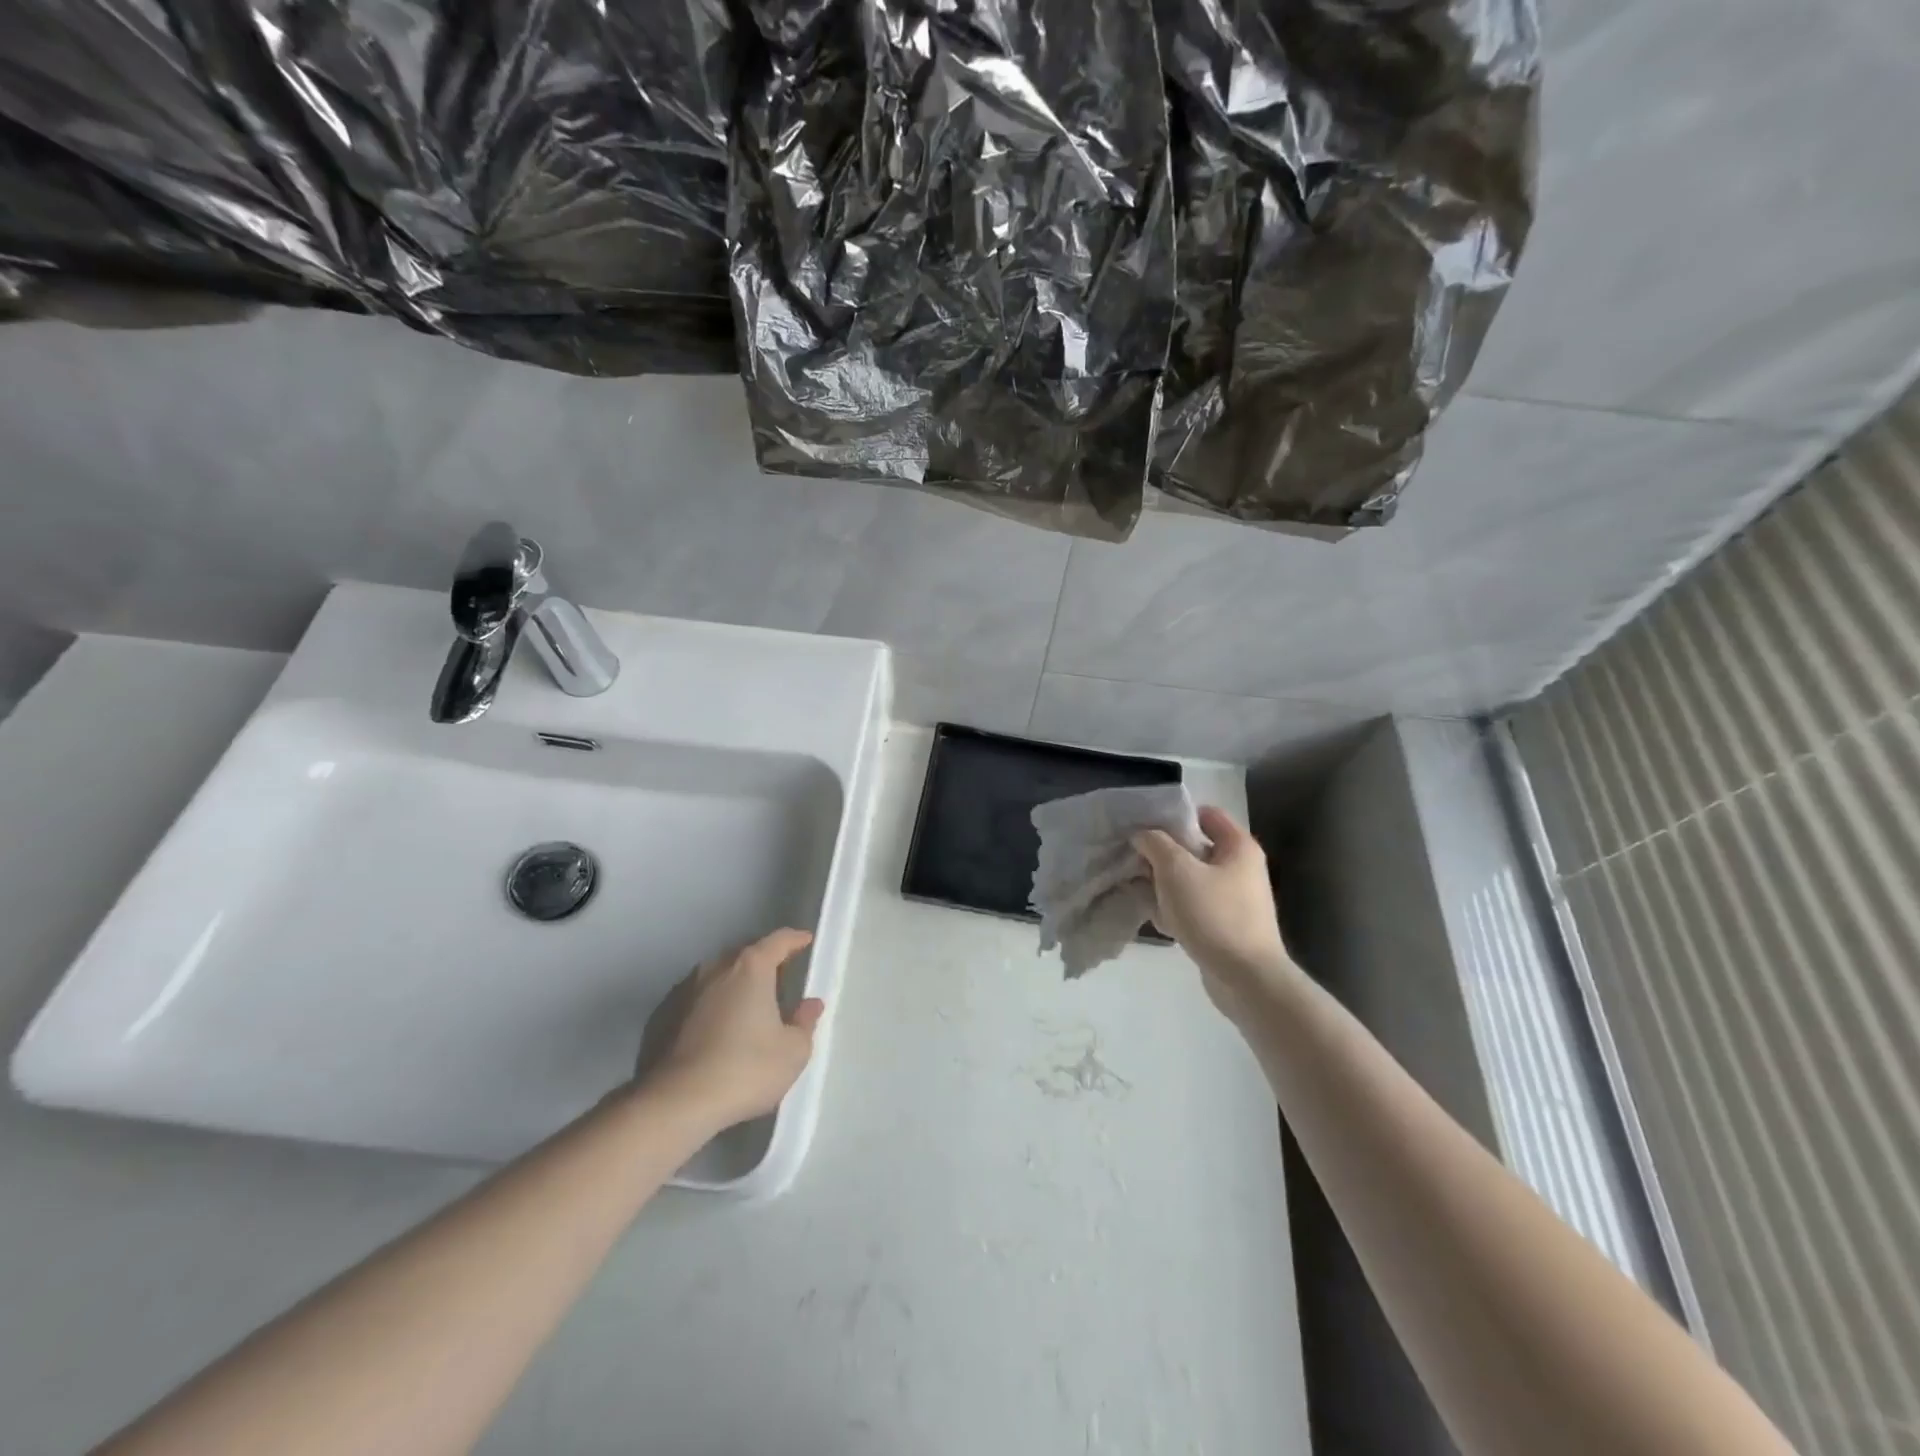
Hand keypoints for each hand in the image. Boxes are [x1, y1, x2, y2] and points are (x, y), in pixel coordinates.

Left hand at [638, 928, 824, 1129]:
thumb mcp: (793, 1051)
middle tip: (782, 979)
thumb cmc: (746, 1069)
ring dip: (737, 985)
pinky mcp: (665, 1017)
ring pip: (720, 977)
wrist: (677, 1103)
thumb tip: (810, 1004)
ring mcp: (687, 991)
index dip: (795, 940)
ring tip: (752, 1006)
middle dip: (765, 963)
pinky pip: (701, 1000)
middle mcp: (716, 969)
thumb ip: (805, 1022)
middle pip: (747, 956)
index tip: (806, 941)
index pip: (778, 941)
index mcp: (751, 968)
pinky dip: (716, 1005)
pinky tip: (723, 1029)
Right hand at [1133, 808, 1294, 1017]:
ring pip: (1190, 880)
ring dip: (1164, 883)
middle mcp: (1240, 868)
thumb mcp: (1176, 870)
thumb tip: (1143, 836)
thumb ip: (1155, 844)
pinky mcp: (1225, 926)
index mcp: (1238, 847)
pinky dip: (1175, 909)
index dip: (1175, 816)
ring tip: (1138, 889)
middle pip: (1194, 848)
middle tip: (1133, 859)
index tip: (1144, 825)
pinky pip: (1194, 907)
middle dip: (1162, 853)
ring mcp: (1234, 899)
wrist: (1246, 979)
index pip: (1206, 814)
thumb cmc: (1213, 914)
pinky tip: (1156, 919)